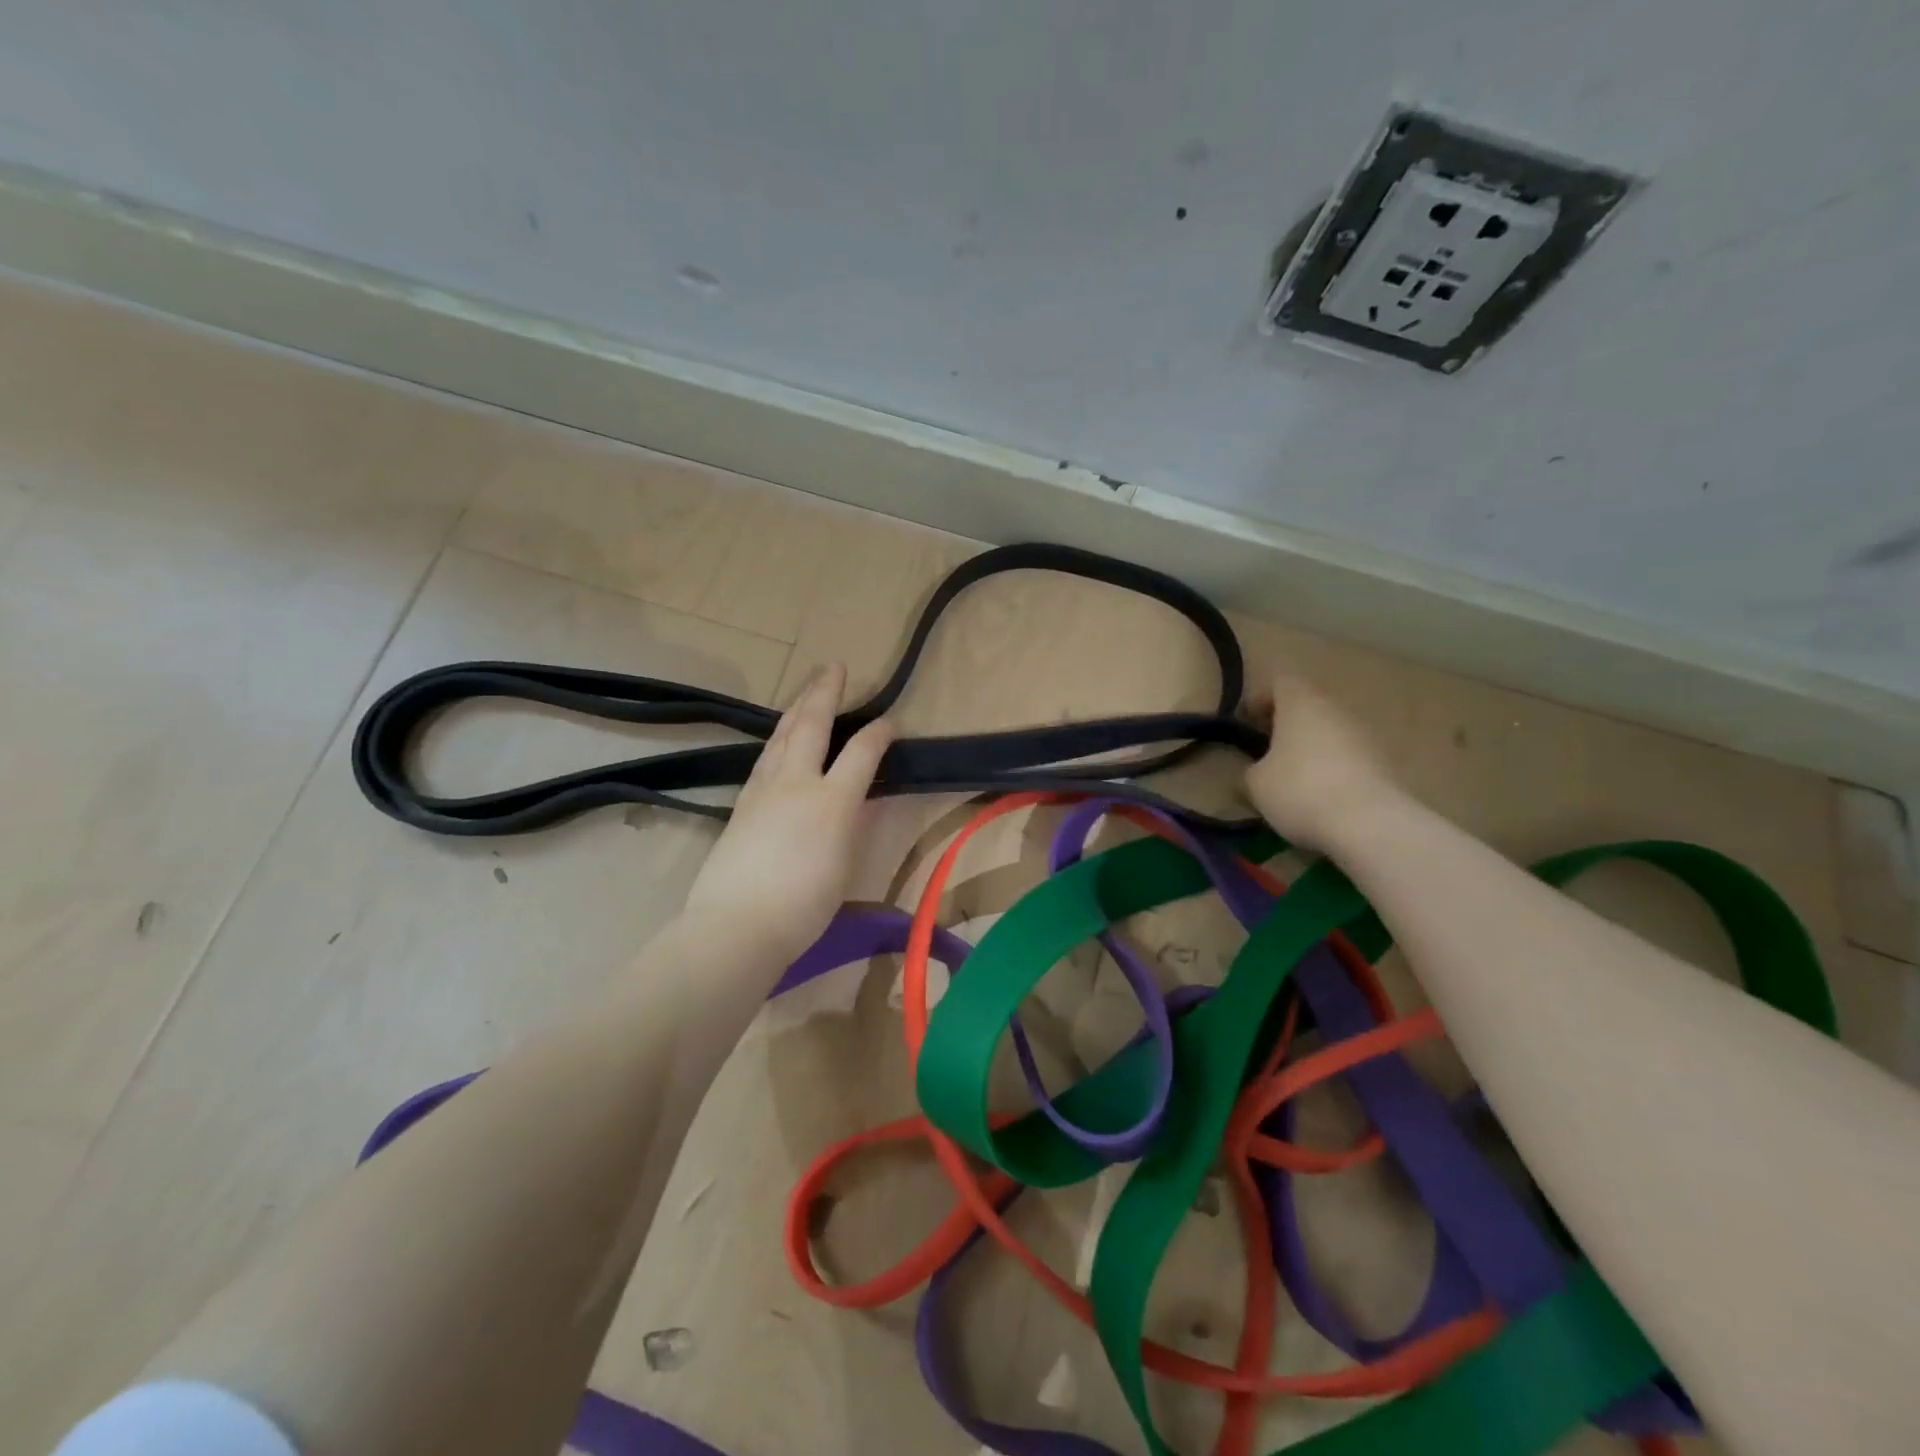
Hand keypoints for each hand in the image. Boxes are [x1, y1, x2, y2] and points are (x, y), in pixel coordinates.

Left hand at [681, 663, 893, 966]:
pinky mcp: (743, 802)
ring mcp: (764, 789)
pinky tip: (780, 737)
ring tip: (808, 689)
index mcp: (831, 801)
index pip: (861, 753)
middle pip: (812, 725)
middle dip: (825, 692)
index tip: (890, 722)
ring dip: (798, 706)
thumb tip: (854, 801)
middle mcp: (796, 783)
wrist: (736, 925)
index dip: (879, 733)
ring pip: (782, 735)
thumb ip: (851, 824)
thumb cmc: (803, 906)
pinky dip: (779, 737)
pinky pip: (766, 756)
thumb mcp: (844, 864)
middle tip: (834, 667)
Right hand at [1243, 675, 1402, 852]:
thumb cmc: (1300, 790)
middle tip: (1266, 750)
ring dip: (1309, 746)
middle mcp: (1335, 710)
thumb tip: (1258, 770)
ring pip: (1329, 730)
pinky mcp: (1383, 762)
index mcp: (1301, 703)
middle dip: (1285, 724)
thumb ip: (1251, 769)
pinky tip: (1319, 796)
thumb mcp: (1255, 783)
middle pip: (1307, 705)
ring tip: (1291, 777)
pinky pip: (1347, 756)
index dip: (1260, 698)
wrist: (1370, 824)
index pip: (1280, 682)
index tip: (1246, 722)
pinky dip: (1331, 767)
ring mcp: (1364, 735)